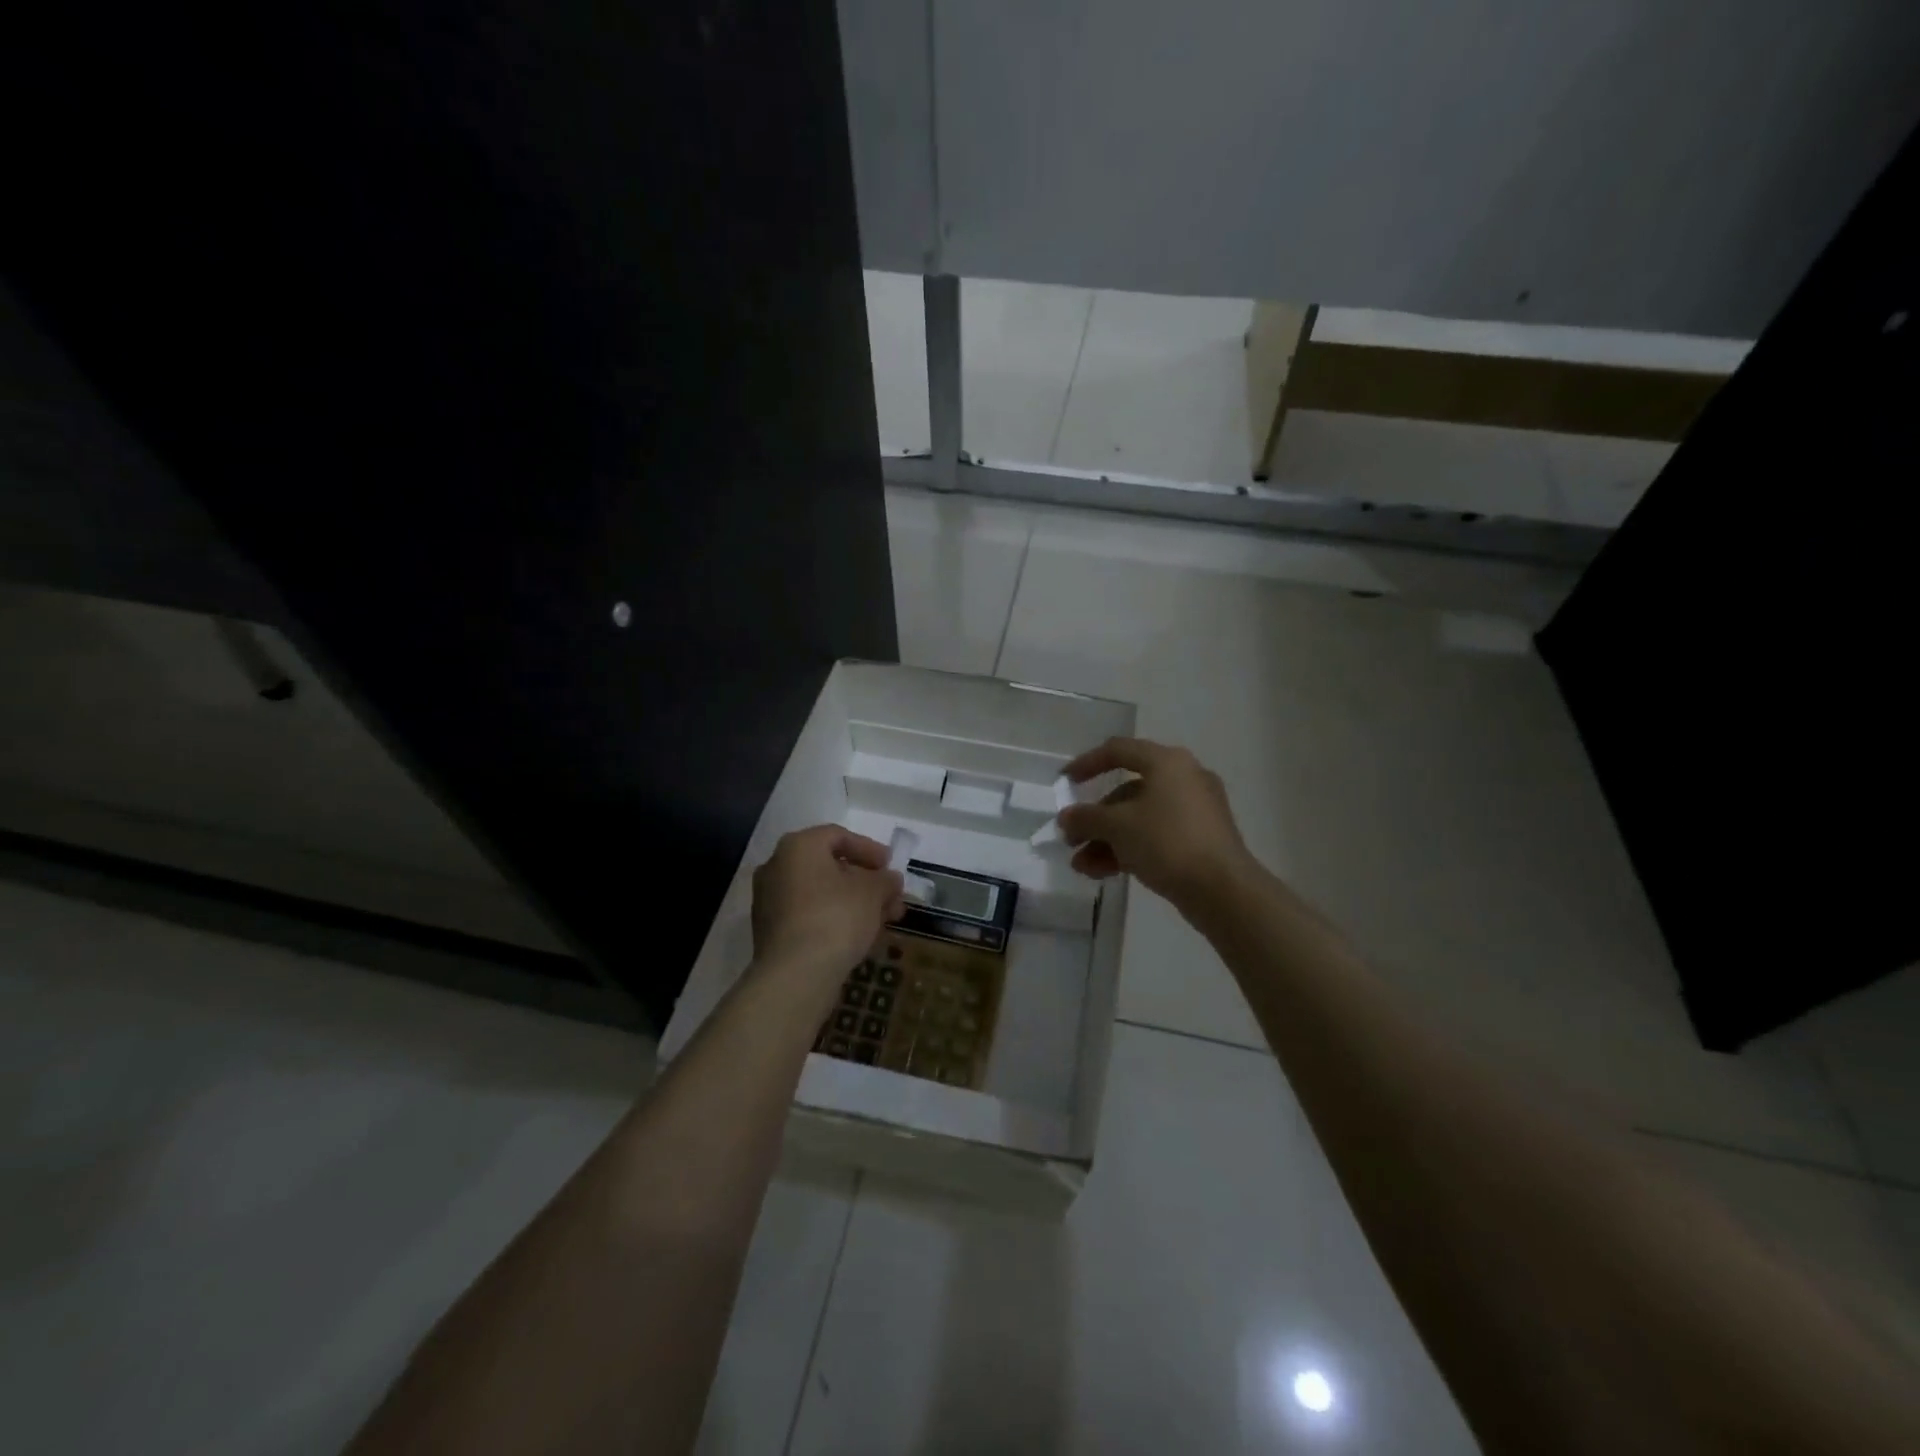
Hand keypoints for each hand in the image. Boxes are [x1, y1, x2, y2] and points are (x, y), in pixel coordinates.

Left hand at [750, 826, 903, 998]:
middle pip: (829, 866)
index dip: (869, 849)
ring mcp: (769, 900)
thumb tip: (890, 879)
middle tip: (891, 897)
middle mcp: (777, 866)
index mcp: (798, 847)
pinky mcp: (769, 931)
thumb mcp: (872, 892)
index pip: (838, 836)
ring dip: (853, 902)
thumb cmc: (836, 917)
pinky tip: (858, 936)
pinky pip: (808, 914)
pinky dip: (833, 918)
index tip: (890, 866)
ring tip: (882, 920)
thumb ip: (885, 880)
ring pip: (820, 893)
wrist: (795, 974)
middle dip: (865, 882)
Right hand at [1058, 738, 1258, 915]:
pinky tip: (1102, 873)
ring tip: (1082, 867)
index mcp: (1167, 762)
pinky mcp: (1200, 840)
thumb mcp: (1117, 827)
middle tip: (1071, 840)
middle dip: (1094, 818)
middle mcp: (1184, 778)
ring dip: (1106, 840)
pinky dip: (1129, 849)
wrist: (1223, 890)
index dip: (1086, 763)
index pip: (1118, 750)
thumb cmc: (1167, 842)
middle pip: (1127, 791)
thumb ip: (1086, 817)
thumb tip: (1066, 817)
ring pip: (1139, 818)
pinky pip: (1156, 836)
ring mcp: (1195, 811)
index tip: (1064, 783)